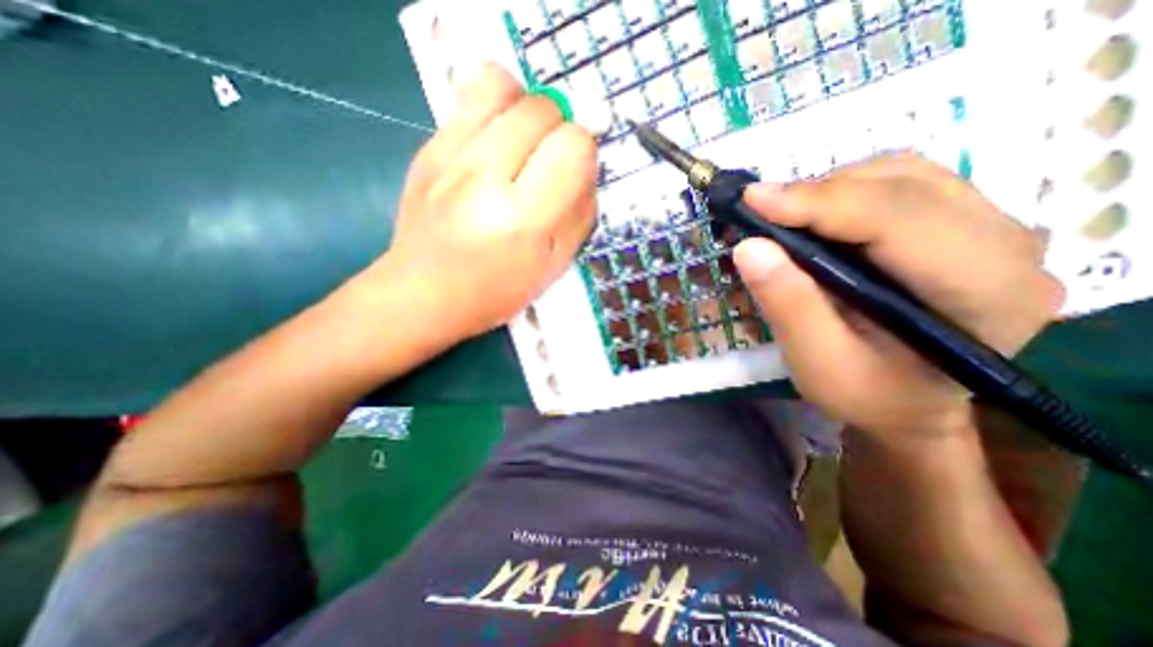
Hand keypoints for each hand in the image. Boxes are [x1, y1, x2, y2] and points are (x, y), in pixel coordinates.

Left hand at [367, 63, 603, 340]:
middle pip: (542, 108)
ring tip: (521, 140)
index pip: (574, 145)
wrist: (423, 294)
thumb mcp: (554, 266)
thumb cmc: (496, 291)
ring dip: (523, 107)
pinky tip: (491, 148)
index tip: (574, 172)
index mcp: (523, 218)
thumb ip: (580, 214)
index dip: (584, 153)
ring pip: (501, 84)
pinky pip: (468, 99)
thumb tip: (586, 168)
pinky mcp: (426, 148)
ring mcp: (449, 157)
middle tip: (549, 161)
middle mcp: (484, 177)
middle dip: (558, 129)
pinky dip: (492, 113)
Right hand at [732, 155, 1066, 441]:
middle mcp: (1007, 245)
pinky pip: (900, 182)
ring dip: (830, 189)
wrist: (908, 404)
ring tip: (785, 220)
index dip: (818, 202)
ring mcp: (990, 227)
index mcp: (984, 292)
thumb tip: (750, 247)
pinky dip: (844, 193)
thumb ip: (788, 305)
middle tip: (760, 214)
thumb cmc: (867, 394)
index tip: (752, 200)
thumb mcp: (818, 363)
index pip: (898, 218)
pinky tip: (816, 221)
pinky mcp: (962, 223)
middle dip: (819, 193)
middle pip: (903, 184)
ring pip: (901, 173)